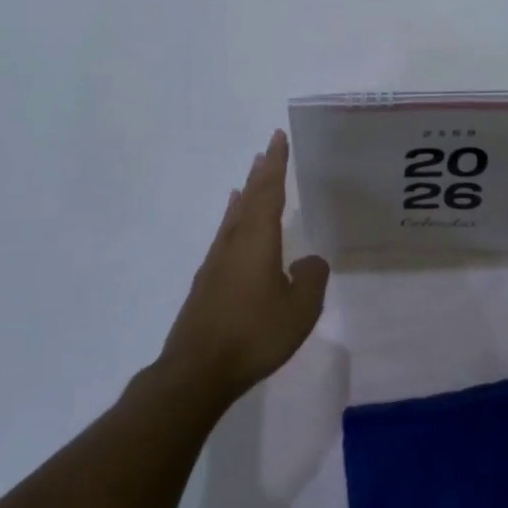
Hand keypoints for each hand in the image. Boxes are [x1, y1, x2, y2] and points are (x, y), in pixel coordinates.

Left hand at [160, 130, 330, 403]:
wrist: (197, 370)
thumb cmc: (253, 334)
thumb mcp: (299, 309)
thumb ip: (310, 279)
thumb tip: (308, 262)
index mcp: (257, 240)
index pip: (269, 191)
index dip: (276, 164)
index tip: (277, 137)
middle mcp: (234, 242)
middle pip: (249, 198)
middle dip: (260, 173)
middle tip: (267, 150)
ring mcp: (216, 262)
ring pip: (234, 217)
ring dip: (246, 194)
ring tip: (250, 179)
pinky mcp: (207, 283)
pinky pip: (226, 236)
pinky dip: (234, 220)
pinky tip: (234, 228)